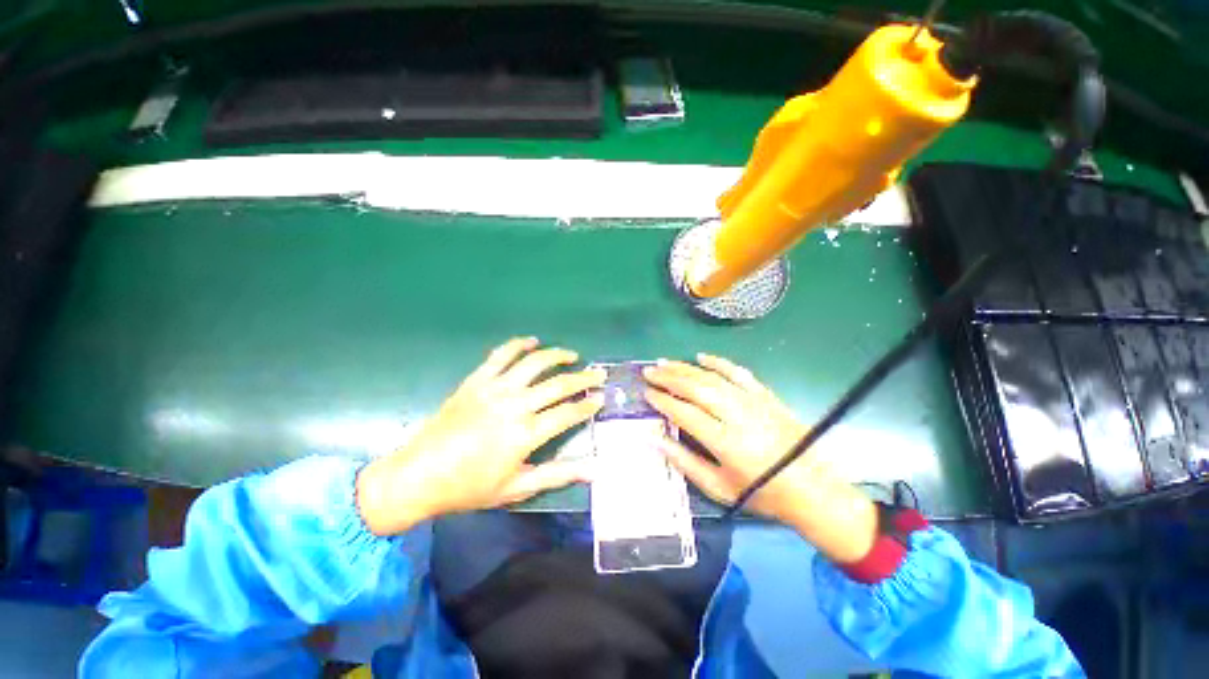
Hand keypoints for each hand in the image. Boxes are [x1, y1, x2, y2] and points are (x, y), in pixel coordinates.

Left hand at [357, 337, 605, 535]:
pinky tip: (532, 341)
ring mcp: (494, 389)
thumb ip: (558, 475)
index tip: (601, 397)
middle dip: (583, 378)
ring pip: (534, 363)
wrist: (419, 475)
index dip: (588, 404)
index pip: (568, 413)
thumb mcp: (517, 488)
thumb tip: (594, 470)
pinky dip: (518, 344)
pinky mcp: (476, 380)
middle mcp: (515, 405)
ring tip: (572, 355)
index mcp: (526, 434)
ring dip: (556, 355)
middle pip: (558, 384)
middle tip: (598, 373)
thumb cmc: (470, 487)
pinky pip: (501, 355)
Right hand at [644, 354, 876, 563]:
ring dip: (685, 367)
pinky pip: (738, 372)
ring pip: (712, 377)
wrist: (812, 489)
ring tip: (665, 362)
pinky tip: (702, 356)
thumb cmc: (761, 493)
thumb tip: (655, 438)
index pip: (684, 412)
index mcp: (724, 441)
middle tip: (649, 372)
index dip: (662, 400)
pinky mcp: (765, 396)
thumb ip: (684, 461)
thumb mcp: (718, 487)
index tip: (646, 393)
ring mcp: (753, 402)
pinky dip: (719, 362)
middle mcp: (736, 415)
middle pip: (695, 388)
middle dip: (668, 377)